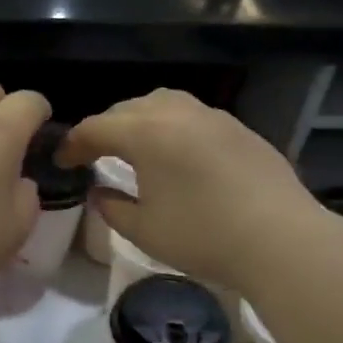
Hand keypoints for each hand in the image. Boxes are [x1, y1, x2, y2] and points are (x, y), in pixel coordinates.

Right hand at [58, 89, 331, 294]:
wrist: (280, 238)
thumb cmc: (203, 236)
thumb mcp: (144, 230)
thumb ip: (112, 207)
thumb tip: (99, 192)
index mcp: (146, 133)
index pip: (96, 128)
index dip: (73, 144)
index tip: (62, 162)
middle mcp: (177, 113)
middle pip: (128, 109)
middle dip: (105, 128)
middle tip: (94, 154)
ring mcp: (213, 117)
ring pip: (164, 104)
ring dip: (140, 121)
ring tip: (135, 147)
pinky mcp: (240, 129)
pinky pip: (193, 117)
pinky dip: (172, 128)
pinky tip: (177, 156)